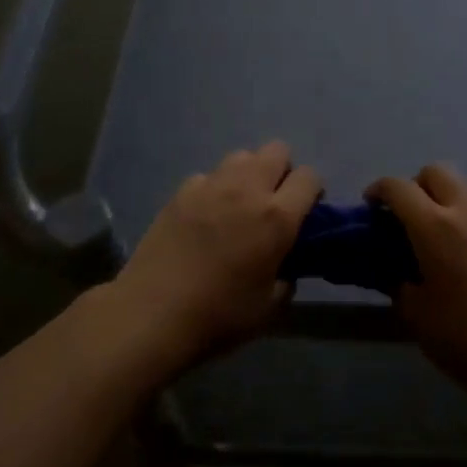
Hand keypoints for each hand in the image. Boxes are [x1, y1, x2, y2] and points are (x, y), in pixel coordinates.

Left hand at [109, 142, 320, 374]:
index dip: (313, 192)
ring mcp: (210, 186)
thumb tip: (284, 267)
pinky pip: (207, 176)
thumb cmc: (219, 315)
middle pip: (276, 150)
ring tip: (239, 205)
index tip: (306, 213)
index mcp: (277, 217)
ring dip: (248, 174)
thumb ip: (286, 278)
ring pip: (241, 156)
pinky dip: (213, 189)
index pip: (309, 177)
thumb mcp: (269, 307)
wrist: (153, 314)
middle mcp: (247, 189)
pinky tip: (205, 216)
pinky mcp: (180, 192)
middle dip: (282, 171)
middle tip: (273, 203)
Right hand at [366, 165, 466, 405]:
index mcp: (435, 227)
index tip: (371, 206)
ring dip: (445, 197)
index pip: (399, 188)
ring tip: (438, 231)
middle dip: (415, 185)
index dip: (379, 190)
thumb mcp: (417, 314)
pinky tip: (466, 250)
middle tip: (407, 216)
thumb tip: (396, 271)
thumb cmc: (465, 337)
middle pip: (436, 172)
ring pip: (465, 185)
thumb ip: (399, 283)